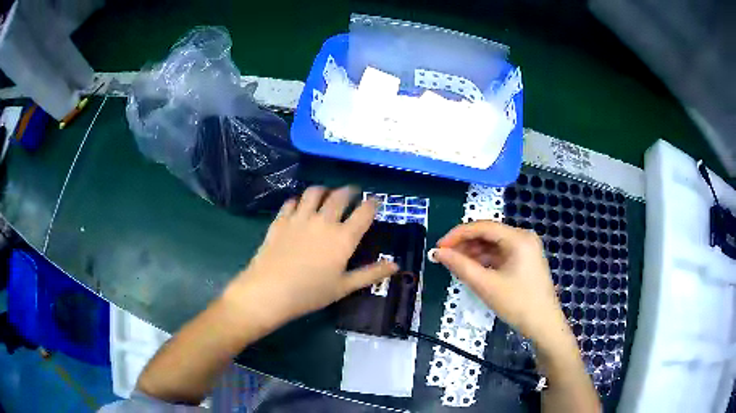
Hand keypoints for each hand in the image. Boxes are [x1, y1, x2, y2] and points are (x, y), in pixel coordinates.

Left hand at [224, 186, 397, 326]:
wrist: (270, 291)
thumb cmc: (311, 293)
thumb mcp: (344, 287)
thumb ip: (371, 274)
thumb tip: (396, 265)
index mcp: (343, 238)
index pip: (364, 212)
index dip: (372, 204)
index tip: (375, 202)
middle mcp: (324, 221)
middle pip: (340, 196)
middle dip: (349, 191)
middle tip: (352, 192)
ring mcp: (300, 218)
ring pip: (314, 192)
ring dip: (324, 190)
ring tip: (326, 193)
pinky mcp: (281, 220)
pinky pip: (292, 201)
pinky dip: (299, 200)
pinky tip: (299, 206)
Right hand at [432, 221, 569, 345]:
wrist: (544, 324)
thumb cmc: (517, 304)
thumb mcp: (486, 285)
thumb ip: (460, 266)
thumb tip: (438, 253)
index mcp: (518, 238)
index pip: (482, 226)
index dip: (457, 235)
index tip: (438, 247)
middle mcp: (523, 237)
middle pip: (488, 234)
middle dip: (465, 245)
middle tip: (444, 258)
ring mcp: (526, 248)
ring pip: (493, 244)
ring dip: (473, 253)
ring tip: (455, 266)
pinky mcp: (525, 260)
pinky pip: (500, 254)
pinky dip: (485, 260)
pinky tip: (472, 270)